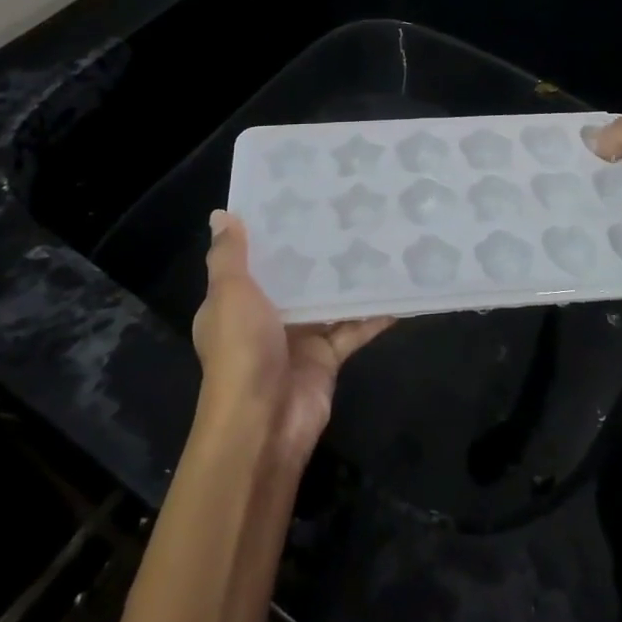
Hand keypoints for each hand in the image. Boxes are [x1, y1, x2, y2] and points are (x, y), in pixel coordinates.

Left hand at [191, 211, 392, 468]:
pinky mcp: (327, 357)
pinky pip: (354, 328)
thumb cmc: (241, 351)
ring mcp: (298, 338)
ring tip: (380, 239)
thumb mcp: (229, 295)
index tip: (301, 197)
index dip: (273, 232)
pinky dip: (374, 314)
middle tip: (351, 210)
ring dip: (350, 278)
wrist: (263, 423)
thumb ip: (229, 256)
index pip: (253, 259)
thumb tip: (222, 214)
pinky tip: (399, 289)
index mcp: (235, 303)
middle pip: (296, 277)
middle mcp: (265, 318)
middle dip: (319, 250)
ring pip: (328, 300)